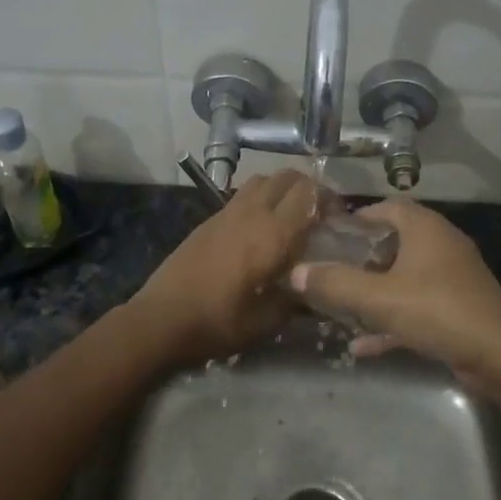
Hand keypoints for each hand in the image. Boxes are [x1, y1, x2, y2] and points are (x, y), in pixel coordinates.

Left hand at [130, 169, 319, 363]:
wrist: (161, 318)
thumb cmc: (218, 322)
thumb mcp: (266, 321)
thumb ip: (297, 301)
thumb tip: (317, 292)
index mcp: (272, 234)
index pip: (309, 193)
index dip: (329, 199)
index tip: (339, 220)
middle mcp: (252, 213)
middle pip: (287, 177)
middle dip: (308, 189)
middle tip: (317, 215)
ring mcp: (227, 212)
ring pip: (263, 180)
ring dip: (282, 190)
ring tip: (289, 217)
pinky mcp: (209, 219)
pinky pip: (242, 195)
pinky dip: (259, 200)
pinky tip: (259, 230)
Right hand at [288, 199, 500, 392]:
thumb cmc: (438, 311)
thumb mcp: (379, 298)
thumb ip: (335, 284)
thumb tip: (295, 272)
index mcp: (425, 229)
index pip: (389, 207)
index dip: (359, 217)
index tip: (330, 234)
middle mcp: (440, 246)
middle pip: (395, 242)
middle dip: (362, 257)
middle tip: (331, 270)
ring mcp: (452, 279)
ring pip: (404, 278)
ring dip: (375, 292)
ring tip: (341, 306)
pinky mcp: (457, 310)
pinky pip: (416, 308)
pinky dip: (392, 321)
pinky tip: (363, 346)